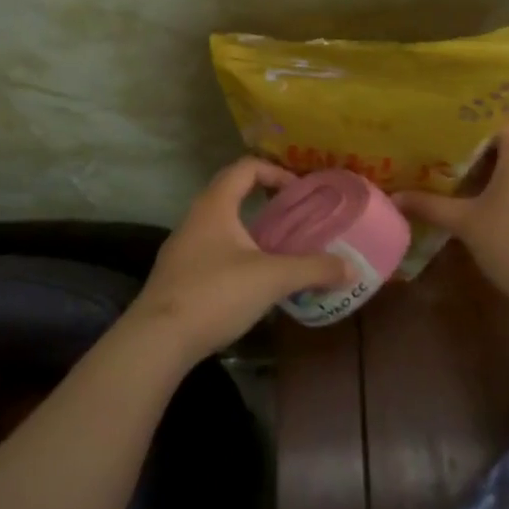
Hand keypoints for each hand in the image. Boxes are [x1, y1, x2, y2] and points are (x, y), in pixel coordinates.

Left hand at [125, 158, 350, 367]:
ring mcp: (182, 248)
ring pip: (222, 226)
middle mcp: (195, 218)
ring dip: (251, 231)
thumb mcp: (272, 279)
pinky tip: (253, 282)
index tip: (299, 192)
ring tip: (280, 251)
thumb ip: (313, 269)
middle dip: (265, 202)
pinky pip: (213, 251)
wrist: (157, 340)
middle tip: (295, 218)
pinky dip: (237, 255)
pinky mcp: (178, 276)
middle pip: (232, 193)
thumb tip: (351, 268)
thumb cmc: (215, 293)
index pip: (245, 168)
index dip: (275, 172)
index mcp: (215, 206)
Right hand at [397, 124, 508, 308]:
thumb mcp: (464, 222)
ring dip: (493, 174)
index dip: (468, 127)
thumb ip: (429, 205)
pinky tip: (487, 208)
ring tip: (458, 183)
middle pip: (507, 145)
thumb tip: (394, 197)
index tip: (441, 134)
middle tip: (440, 159)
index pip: (496, 122)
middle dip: (475, 153)